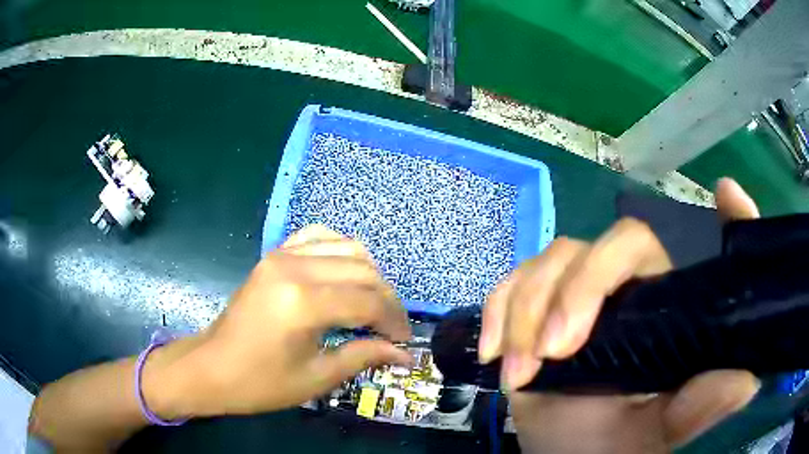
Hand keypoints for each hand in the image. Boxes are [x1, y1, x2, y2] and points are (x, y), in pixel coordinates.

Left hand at [145, 225, 412, 418]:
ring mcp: (281, 255)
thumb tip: (405, 354)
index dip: (393, 321)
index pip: (368, 301)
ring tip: (372, 303)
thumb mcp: (316, 378)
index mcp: (303, 303)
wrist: (212, 367)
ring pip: (347, 248)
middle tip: (392, 327)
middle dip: (387, 299)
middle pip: (363, 271)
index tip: (404, 341)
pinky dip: (340, 250)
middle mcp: (295, 268)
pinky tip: (345, 272)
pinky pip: (317, 236)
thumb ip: (364, 356)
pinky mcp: (273, 255)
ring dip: (369, 274)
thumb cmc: (261, 383)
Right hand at [479, 178, 760, 452]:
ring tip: (520, 371)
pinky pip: (513, 281)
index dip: (729, 217)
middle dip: (580, 291)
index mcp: (671, 312)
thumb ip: (699, 408)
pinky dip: (499, 310)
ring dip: (528, 311)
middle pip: (616, 243)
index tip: (727, 192)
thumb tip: (748, 380)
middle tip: (555, 350)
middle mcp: (635, 291)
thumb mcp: (657, 433)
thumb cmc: (611, 447)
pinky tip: (495, 350)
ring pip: (557, 258)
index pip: (706, 251)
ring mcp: (583, 295)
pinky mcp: (538, 307)